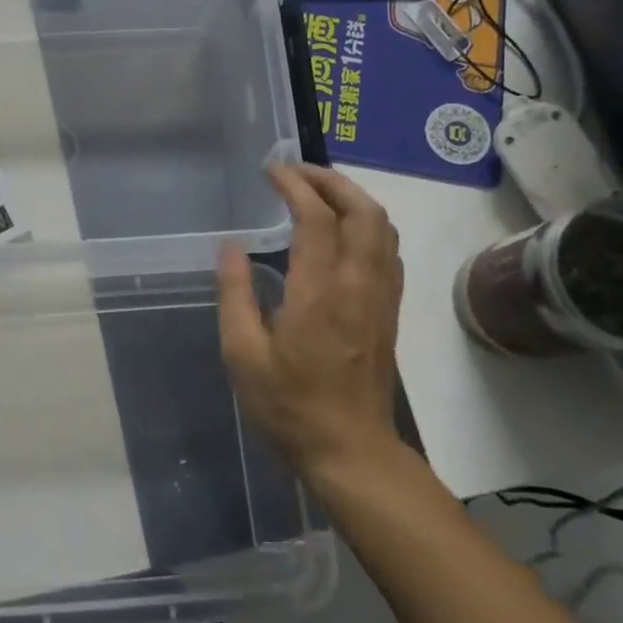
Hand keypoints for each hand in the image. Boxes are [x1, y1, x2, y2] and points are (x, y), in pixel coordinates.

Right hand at [218, 163, 406, 486]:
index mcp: (318, 293)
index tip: (270, 170)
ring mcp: (381, 297)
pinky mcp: (390, 311)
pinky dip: (369, 224)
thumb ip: (234, 294)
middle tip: (296, 172)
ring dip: (353, 198)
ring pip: (383, 227)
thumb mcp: (242, 355)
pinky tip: (345, 231)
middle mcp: (358, 285)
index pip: (315, 218)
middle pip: (363, 211)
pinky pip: (389, 250)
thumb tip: (231, 247)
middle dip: (331, 180)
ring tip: (319, 192)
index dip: (294, 185)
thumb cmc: (288, 406)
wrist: (350, 451)